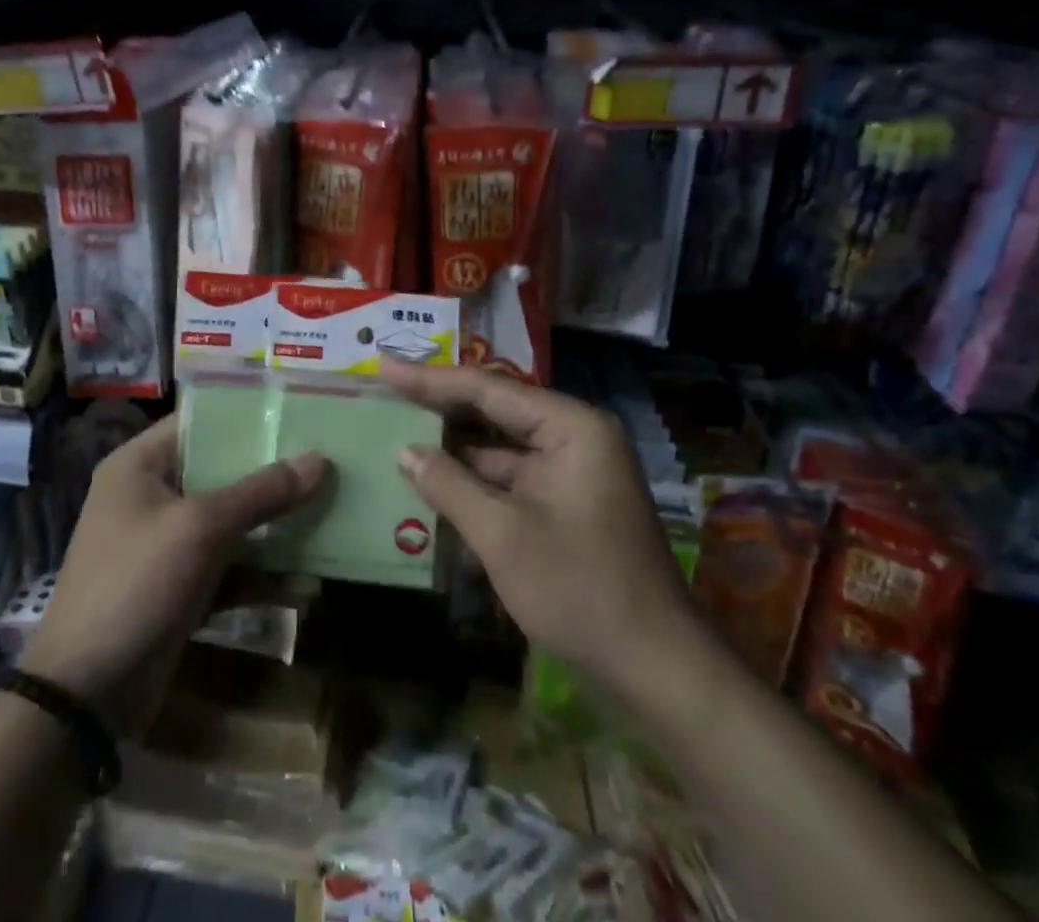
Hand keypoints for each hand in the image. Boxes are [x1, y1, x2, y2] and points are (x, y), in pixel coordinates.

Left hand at [21, 415, 328, 737]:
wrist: (84, 695)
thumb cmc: (135, 584)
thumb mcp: (200, 528)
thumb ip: (260, 492)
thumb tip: (319, 459)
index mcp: (140, 465)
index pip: (200, 422)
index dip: (248, 416)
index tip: (299, 412)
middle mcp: (151, 495)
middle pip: (220, 472)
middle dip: (271, 473)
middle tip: (327, 463)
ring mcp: (165, 544)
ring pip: (230, 522)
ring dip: (273, 528)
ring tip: (329, 518)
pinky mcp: (180, 587)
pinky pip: (228, 568)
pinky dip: (260, 576)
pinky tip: (305, 586)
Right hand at [381, 362, 709, 715]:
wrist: (657, 672)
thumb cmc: (580, 589)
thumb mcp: (502, 535)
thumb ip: (448, 484)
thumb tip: (403, 451)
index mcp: (570, 427)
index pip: (486, 389)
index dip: (428, 379)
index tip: (381, 366)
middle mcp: (573, 439)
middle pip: (493, 412)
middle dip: (438, 408)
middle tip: (383, 393)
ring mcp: (570, 474)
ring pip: (498, 450)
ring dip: (451, 449)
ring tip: (395, 432)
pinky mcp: (564, 507)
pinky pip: (508, 481)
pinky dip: (471, 483)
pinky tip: (430, 483)